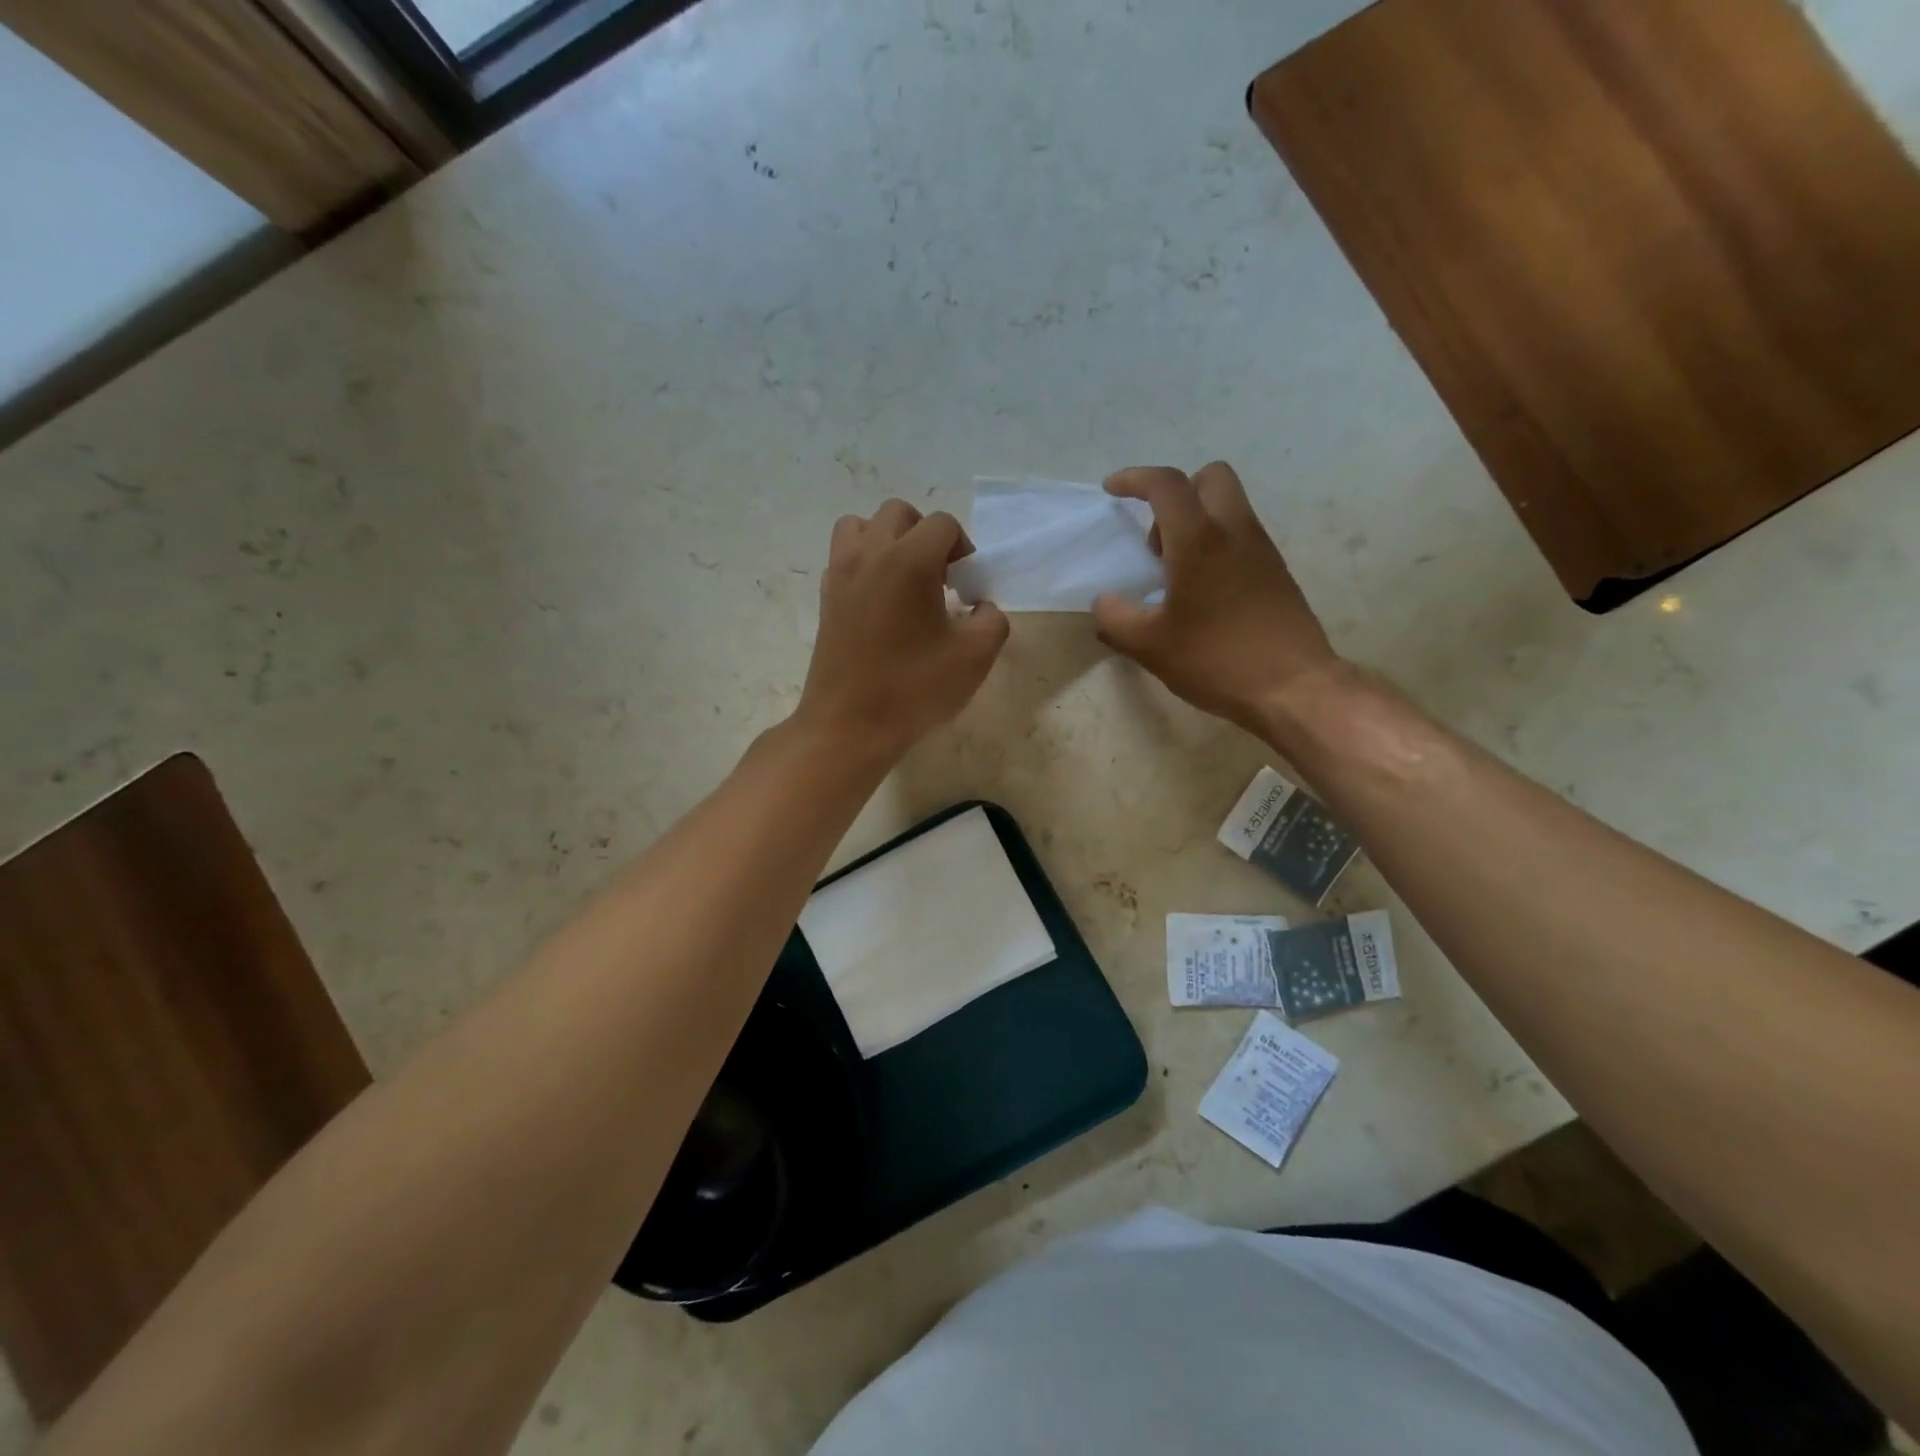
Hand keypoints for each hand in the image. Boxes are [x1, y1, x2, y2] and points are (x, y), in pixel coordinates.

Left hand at [794, 499, 1009, 762]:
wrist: (849, 726)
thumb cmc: (914, 689)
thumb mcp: (975, 657)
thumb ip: (992, 621)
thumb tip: (982, 608)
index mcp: (909, 560)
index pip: (943, 524)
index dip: (964, 550)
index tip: (967, 588)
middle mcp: (870, 554)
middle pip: (899, 513)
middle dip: (926, 536)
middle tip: (940, 579)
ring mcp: (840, 574)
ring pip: (861, 526)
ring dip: (888, 540)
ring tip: (905, 580)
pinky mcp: (825, 598)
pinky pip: (844, 558)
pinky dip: (864, 564)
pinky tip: (881, 604)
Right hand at [1093, 463, 1341, 731]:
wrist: (1294, 688)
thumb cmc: (1217, 660)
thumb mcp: (1150, 646)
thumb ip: (1115, 619)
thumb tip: (1103, 603)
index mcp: (1199, 541)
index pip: (1166, 485)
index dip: (1134, 479)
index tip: (1112, 491)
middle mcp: (1235, 532)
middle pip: (1209, 478)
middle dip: (1176, 493)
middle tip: (1156, 540)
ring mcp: (1262, 551)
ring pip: (1228, 508)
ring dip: (1196, 522)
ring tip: (1174, 575)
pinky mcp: (1277, 573)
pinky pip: (1241, 538)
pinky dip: (1216, 546)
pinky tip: (1202, 595)